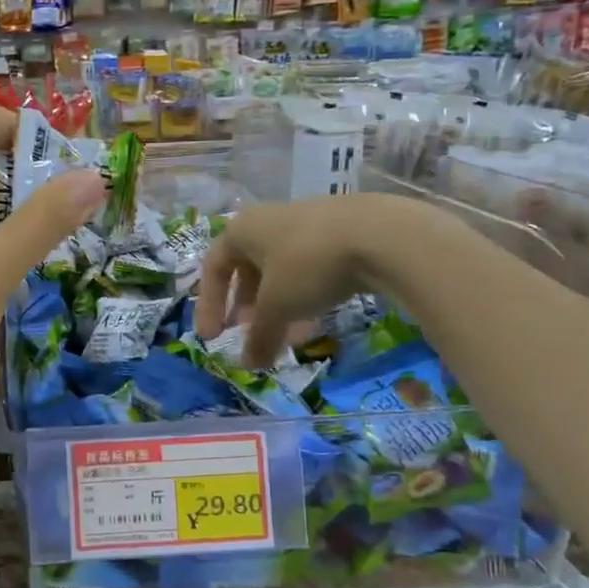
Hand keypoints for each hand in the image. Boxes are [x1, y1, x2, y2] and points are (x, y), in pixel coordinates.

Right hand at [195, 195, 410, 365]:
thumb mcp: (277, 307)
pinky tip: (313, 324)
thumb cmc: (308, 265)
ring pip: (281, 273)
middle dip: (247, 308)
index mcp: (242, 230)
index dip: (208, 306)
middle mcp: (269, 222)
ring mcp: (306, 226)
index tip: (212, 339)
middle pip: (248, 270)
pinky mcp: (339, 235)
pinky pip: (308, 271)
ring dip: (277, 308)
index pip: (213, 268)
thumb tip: (248, 366)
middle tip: (249, 334)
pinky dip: (303, 299)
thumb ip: (258, 337)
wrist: (380, 235)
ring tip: (285, 338)